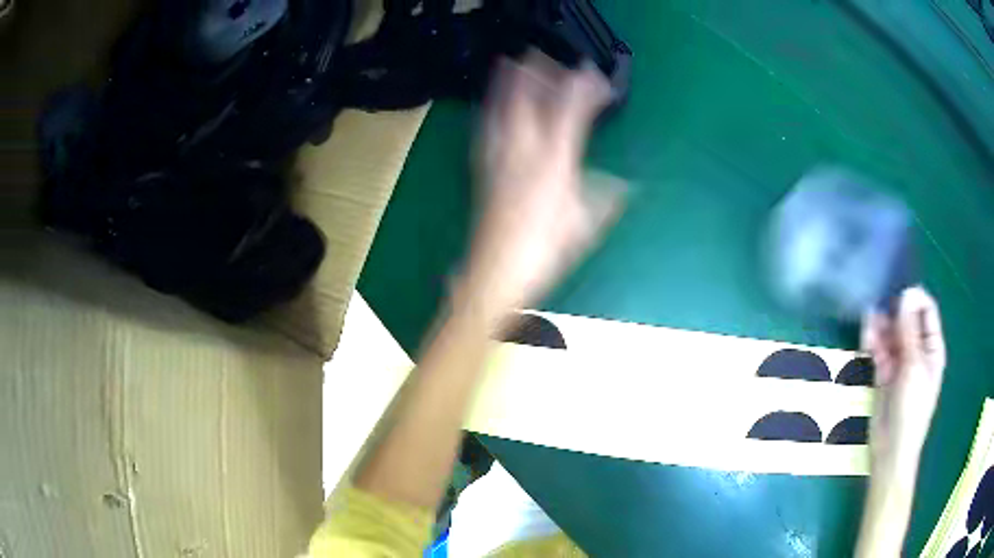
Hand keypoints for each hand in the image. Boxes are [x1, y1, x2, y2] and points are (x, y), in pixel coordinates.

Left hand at [460, 51, 624, 322]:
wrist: (496, 270)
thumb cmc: (544, 251)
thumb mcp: (585, 225)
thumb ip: (606, 199)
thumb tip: (626, 186)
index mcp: (554, 164)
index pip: (570, 114)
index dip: (582, 90)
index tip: (593, 75)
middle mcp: (524, 153)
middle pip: (528, 102)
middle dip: (537, 75)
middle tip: (542, 55)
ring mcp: (499, 158)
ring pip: (502, 111)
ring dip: (508, 85)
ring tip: (509, 63)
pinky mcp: (483, 168)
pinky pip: (486, 130)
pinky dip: (491, 111)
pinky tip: (491, 105)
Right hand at [862, 287, 945, 469]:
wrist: (890, 451)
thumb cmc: (910, 410)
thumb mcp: (913, 368)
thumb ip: (909, 331)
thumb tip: (906, 293)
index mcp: (932, 347)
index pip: (926, 310)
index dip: (914, 299)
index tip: (898, 296)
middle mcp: (918, 350)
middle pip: (907, 319)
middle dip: (893, 313)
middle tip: (879, 314)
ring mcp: (900, 362)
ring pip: (891, 333)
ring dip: (881, 327)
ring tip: (868, 325)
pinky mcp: (884, 373)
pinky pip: (879, 349)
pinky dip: (873, 341)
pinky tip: (866, 336)